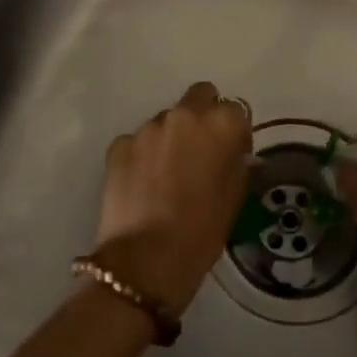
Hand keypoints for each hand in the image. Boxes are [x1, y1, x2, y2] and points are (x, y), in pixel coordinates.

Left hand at [92, 82, 252, 315]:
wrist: (147, 259)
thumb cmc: (203, 230)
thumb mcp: (235, 197)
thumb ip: (237, 163)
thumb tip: (234, 153)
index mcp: (220, 124)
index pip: (235, 110)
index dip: (235, 132)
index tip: (232, 154)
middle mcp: (183, 115)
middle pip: (199, 96)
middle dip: (203, 115)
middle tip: (201, 150)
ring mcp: (147, 128)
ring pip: (166, 120)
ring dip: (171, 137)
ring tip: (167, 174)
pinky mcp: (119, 145)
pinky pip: (138, 141)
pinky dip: (143, 155)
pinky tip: (143, 184)